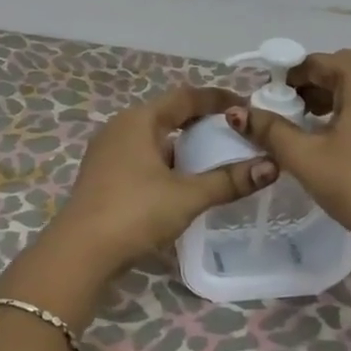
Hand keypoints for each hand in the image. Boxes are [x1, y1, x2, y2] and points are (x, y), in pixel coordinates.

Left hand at [54, 84, 277, 275]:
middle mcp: (121, 128)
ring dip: (183, 145)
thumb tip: (271, 166)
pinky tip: (182, 183)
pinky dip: (166, 162)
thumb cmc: (134, 213)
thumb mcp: (187, 196)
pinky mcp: (103, 177)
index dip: (217, 99)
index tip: (246, 106)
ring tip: (214, 159)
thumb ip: (228, 180)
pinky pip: (142, 158)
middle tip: (234, 133)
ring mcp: (108, 153)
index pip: (185, 97)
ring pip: (154, 139)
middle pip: (168, 115)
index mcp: (139, 120)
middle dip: (201, 122)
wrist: (79, 253)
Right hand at [227, 50, 350, 257]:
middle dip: (310, 88)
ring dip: (335, 96)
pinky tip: (347, 133)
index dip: (284, 83)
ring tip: (315, 127)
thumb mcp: (307, 159)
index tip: (268, 108)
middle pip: (337, 68)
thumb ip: (270, 130)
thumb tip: (237, 112)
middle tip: (290, 119)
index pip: (311, 64)